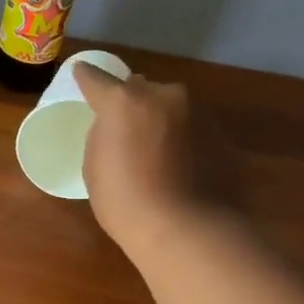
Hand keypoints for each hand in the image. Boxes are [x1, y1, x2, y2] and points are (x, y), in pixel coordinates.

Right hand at [71, 63, 239, 254]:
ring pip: (171, 106)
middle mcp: (164, 95)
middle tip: (124, 127)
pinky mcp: (222, 134)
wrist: (187, 229)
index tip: (81, 74)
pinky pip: (193, 128)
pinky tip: (178, 166)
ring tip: (154, 150)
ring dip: (160, 119)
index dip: (85, 77)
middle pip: (140, 88)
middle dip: (131, 102)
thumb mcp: (95, 166)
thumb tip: (117, 126)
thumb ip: (103, 133)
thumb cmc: (125, 200)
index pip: (96, 78)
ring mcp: (198, 112)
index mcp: (124, 101)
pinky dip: (183, 139)